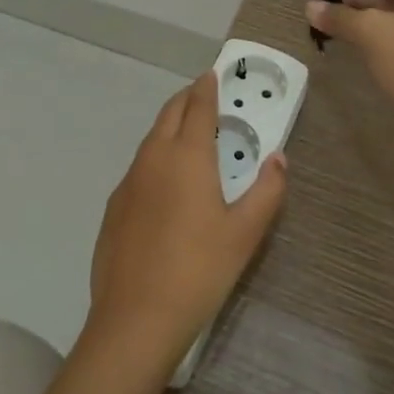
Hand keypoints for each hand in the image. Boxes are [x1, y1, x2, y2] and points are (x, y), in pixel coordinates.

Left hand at [86, 72, 285, 376]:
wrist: (135, 319)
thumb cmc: (199, 271)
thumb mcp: (245, 233)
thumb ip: (267, 191)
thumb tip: (278, 157)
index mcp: (187, 156)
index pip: (198, 107)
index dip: (206, 87)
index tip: (212, 74)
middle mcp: (153, 158)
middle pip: (169, 114)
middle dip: (186, 99)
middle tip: (202, 96)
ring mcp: (128, 181)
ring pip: (150, 139)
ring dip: (169, 127)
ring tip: (187, 134)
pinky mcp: (114, 206)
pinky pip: (139, 167)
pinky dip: (155, 157)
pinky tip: (164, 183)